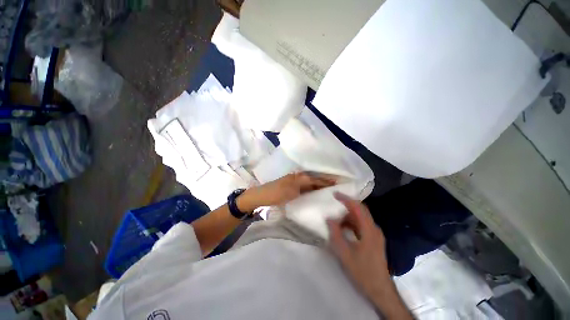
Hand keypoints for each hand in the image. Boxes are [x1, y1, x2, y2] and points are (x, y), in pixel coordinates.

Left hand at [238, 172, 335, 211]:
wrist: (261, 196)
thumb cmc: (276, 194)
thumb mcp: (292, 191)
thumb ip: (306, 187)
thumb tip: (320, 186)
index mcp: (300, 177)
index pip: (317, 179)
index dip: (327, 181)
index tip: (339, 184)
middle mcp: (298, 176)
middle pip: (315, 179)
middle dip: (325, 182)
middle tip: (337, 187)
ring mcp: (295, 181)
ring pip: (311, 182)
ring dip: (319, 185)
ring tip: (330, 190)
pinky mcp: (292, 186)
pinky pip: (306, 186)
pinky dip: (312, 189)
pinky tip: (316, 193)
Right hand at [327, 193, 411, 318]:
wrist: (380, 290)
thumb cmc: (362, 271)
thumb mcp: (344, 253)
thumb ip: (335, 233)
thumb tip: (329, 218)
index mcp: (369, 230)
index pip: (358, 207)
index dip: (346, 199)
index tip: (334, 194)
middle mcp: (374, 229)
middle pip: (360, 210)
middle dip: (346, 205)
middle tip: (333, 204)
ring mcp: (375, 234)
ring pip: (360, 218)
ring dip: (347, 216)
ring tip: (335, 218)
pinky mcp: (373, 240)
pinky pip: (361, 225)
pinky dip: (351, 223)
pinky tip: (343, 228)